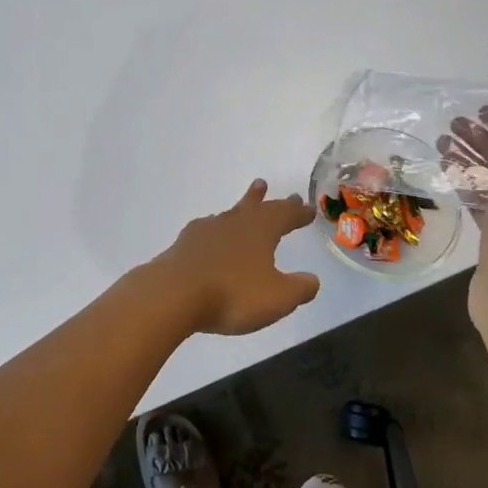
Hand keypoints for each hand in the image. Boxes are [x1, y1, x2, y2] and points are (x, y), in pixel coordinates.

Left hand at [151, 180, 321, 336]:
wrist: (174, 293)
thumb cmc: (233, 294)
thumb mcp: (278, 298)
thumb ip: (299, 288)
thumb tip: (313, 280)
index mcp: (260, 231)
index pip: (284, 215)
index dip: (297, 213)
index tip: (308, 208)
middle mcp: (234, 223)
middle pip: (256, 207)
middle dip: (270, 201)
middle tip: (275, 189)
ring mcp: (207, 231)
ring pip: (231, 213)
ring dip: (243, 205)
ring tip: (249, 199)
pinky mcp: (186, 243)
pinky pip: (208, 228)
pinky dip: (217, 228)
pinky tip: (213, 231)